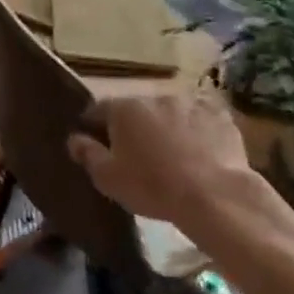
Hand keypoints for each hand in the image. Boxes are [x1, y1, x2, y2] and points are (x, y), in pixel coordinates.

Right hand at [68, 95, 253, 226]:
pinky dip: (197, 132)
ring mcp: (190, 103)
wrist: (215, 195)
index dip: (94, 126)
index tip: (96, 144)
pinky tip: (200, 154)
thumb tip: (74, 138)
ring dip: (166, 128)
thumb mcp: (109, 178)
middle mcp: (154, 97)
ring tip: (172, 157)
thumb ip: (88, 154)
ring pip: (169, 113)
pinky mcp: (219, 116)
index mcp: (123, 109)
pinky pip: (200, 121)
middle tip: (138, 155)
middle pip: (136, 110)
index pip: (98, 109)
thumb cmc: (153, 186)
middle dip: (134, 127)